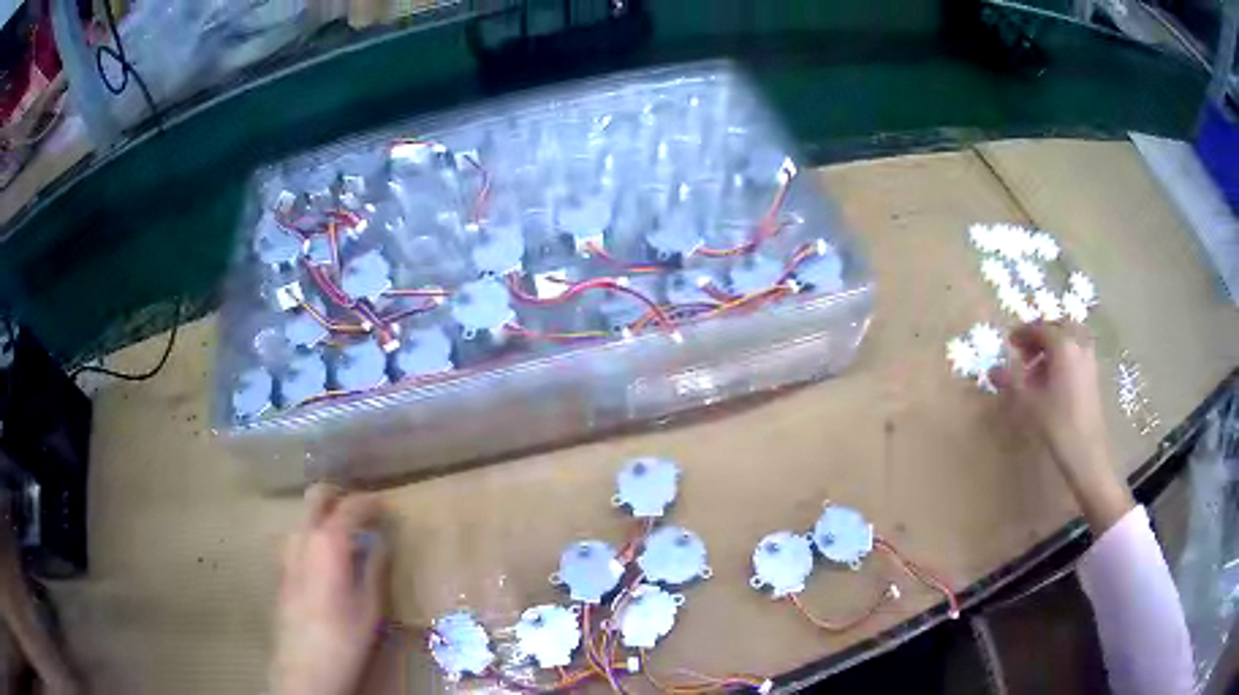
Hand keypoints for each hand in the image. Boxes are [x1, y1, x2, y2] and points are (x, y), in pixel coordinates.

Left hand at [272, 485, 389, 694]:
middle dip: (339, 496)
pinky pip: (298, 538)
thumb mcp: (371, 606)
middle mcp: (302, 538)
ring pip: (305, 517)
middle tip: (362, 510)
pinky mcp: (281, 569)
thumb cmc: (345, 637)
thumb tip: (380, 542)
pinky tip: (327, 561)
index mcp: (328, 543)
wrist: (304, 666)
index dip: (370, 502)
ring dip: (325, 517)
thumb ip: (375, 568)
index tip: (386, 505)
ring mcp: (287, 552)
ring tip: (348, 537)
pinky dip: (314, 536)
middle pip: (317, 497)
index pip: (350, 506)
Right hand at [989, 323, 1131, 531]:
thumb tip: (992, 370)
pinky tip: (1052, 380)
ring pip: (1070, 339)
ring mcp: (1088, 360)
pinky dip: (1063, 356)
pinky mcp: (1093, 376)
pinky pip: (1076, 353)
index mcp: (1063, 346)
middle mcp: (1078, 345)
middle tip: (1024, 352)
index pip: (1040, 328)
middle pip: (1058, 328)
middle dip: (1040, 336)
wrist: (1087, 454)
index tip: (1009, 342)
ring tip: (1037, 368)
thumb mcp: (1029, 404)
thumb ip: (1011, 382)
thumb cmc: (1057, 425)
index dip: (1023, 333)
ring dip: (1053, 346)